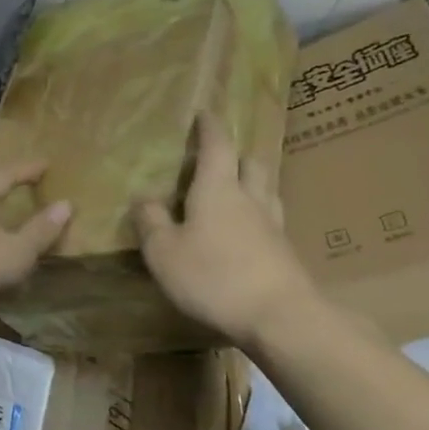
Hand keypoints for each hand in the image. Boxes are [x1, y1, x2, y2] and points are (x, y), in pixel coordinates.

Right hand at [136, 112, 317, 346]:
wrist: (280, 316)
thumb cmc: (213, 276)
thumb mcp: (164, 252)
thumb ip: (151, 222)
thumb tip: (143, 198)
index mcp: (218, 189)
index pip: (216, 146)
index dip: (210, 127)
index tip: (205, 112)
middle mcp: (250, 199)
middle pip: (251, 163)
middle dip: (235, 155)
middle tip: (218, 158)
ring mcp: (273, 226)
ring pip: (266, 190)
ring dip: (251, 183)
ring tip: (235, 192)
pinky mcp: (285, 253)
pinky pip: (270, 221)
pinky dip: (257, 216)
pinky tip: (246, 233)